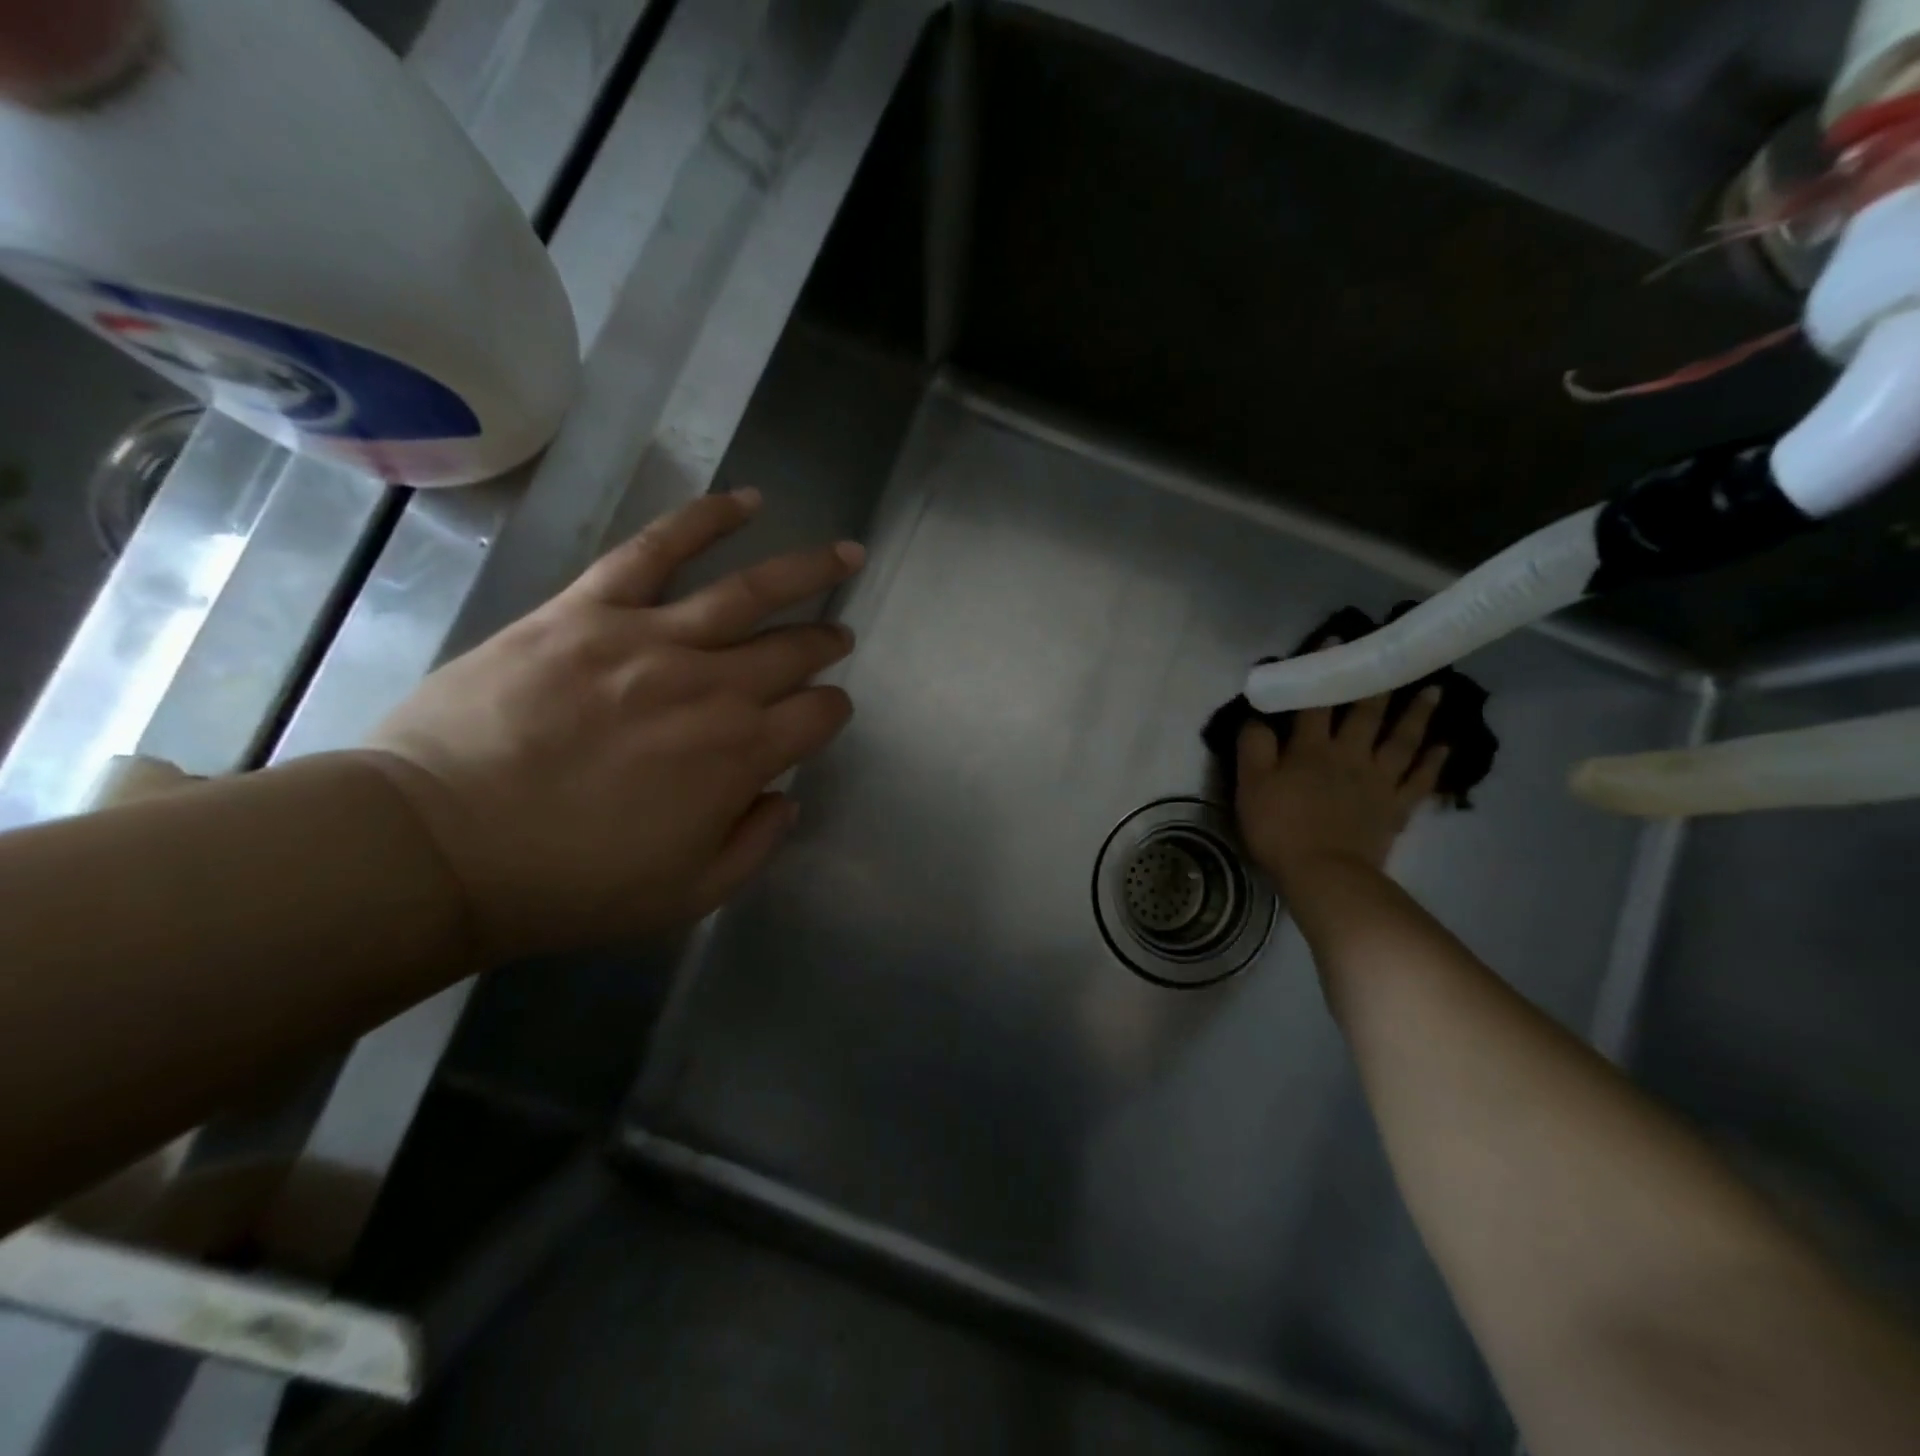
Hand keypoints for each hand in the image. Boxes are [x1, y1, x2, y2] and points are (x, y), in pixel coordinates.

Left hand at [359, 490, 861, 961]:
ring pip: (750, 590)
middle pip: (795, 649)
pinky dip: (706, 519)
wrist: (440, 846)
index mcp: (741, 754)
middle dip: (826, 641)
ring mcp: (652, 638)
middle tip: (838, 636)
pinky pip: (657, 549)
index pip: (818, 714)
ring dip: (808, 571)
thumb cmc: (572, 883)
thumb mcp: (688, 894)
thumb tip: (784, 796)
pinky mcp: (590, 608)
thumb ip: (755, 844)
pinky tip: (746, 501)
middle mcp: (714, 686)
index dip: (833, 711)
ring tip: (845, 553)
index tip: (826, 713)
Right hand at [1236, 657, 1447, 890]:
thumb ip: (1253, 747)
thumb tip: (1257, 716)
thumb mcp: (1250, 785)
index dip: (1323, 673)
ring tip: (1434, 690)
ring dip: (1416, 714)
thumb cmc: (1279, 827)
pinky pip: (1419, 780)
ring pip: (1400, 740)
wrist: (1322, 873)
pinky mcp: (1395, 807)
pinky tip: (1445, 745)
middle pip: (1366, 714)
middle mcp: (1348, 755)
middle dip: (1379, 683)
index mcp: (1310, 749)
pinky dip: (1433, 762)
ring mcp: (1377, 781)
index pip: (1316, 703)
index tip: (1336, 641)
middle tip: (1398, 656)